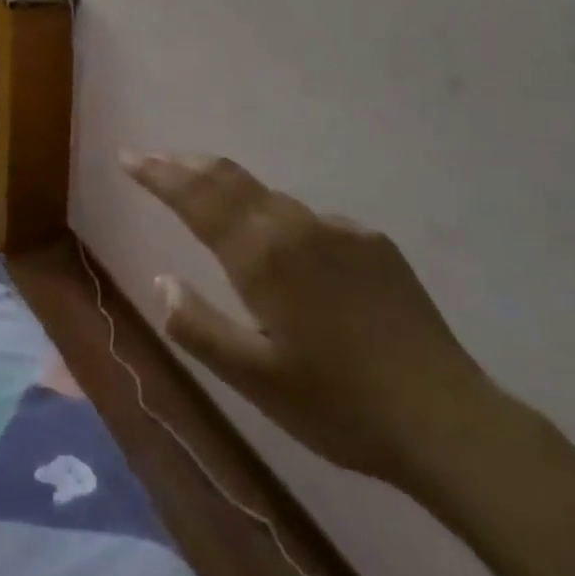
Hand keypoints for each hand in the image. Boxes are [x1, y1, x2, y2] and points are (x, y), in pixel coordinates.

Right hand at [125, 153, 498, 491]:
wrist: (445, 417)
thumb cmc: (338, 405)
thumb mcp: (254, 380)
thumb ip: (198, 326)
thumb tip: (162, 278)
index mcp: (262, 255)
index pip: (196, 197)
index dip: (158, 174)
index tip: (129, 158)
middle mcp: (297, 225)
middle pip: (230, 178)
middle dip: (187, 166)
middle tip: (157, 160)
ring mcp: (339, 229)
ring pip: (270, 197)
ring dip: (231, 191)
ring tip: (209, 199)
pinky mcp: (372, 242)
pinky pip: (311, 223)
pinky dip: (281, 223)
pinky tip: (291, 259)